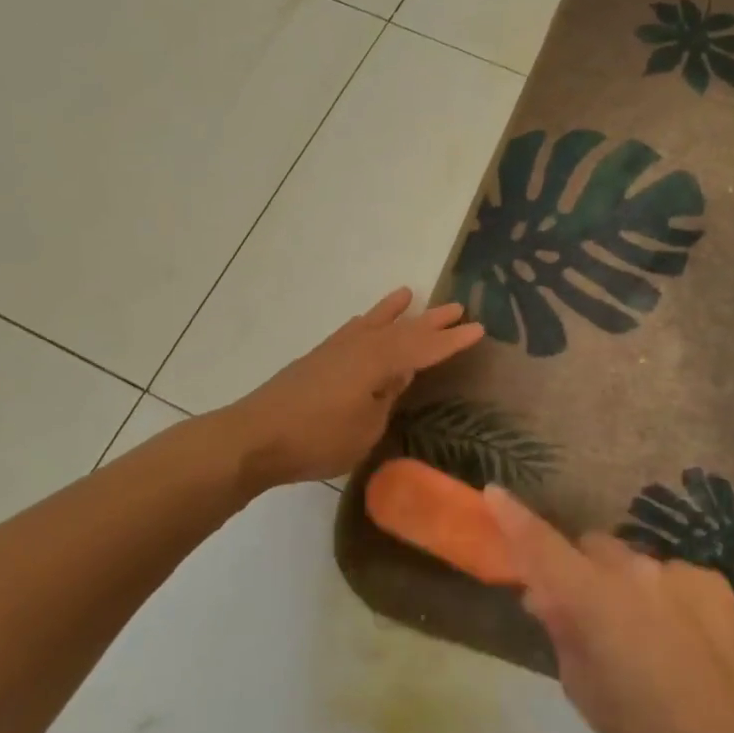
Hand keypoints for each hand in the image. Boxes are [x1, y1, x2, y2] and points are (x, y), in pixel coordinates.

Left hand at [221, 288, 483, 489]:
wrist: (254, 436)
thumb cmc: (318, 438)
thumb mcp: (366, 428)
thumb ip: (386, 398)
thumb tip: (396, 377)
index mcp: (379, 362)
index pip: (425, 349)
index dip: (452, 341)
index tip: (478, 329)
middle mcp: (361, 347)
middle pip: (404, 330)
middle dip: (432, 322)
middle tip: (458, 308)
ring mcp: (336, 349)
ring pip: (376, 323)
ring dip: (396, 312)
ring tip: (410, 294)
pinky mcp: (318, 358)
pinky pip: (353, 330)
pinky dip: (366, 323)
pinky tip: (366, 322)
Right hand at [484, 488, 733, 732]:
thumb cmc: (644, 723)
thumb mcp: (583, 687)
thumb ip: (563, 631)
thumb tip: (547, 596)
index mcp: (592, 595)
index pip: (542, 545)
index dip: (514, 517)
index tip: (494, 492)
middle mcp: (631, 567)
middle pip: (592, 547)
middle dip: (584, 568)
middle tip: (590, 610)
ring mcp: (674, 569)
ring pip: (635, 563)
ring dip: (629, 586)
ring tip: (648, 636)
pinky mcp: (709, 578)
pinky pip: (673, 577)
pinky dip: (668, 597)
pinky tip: (686, 639)